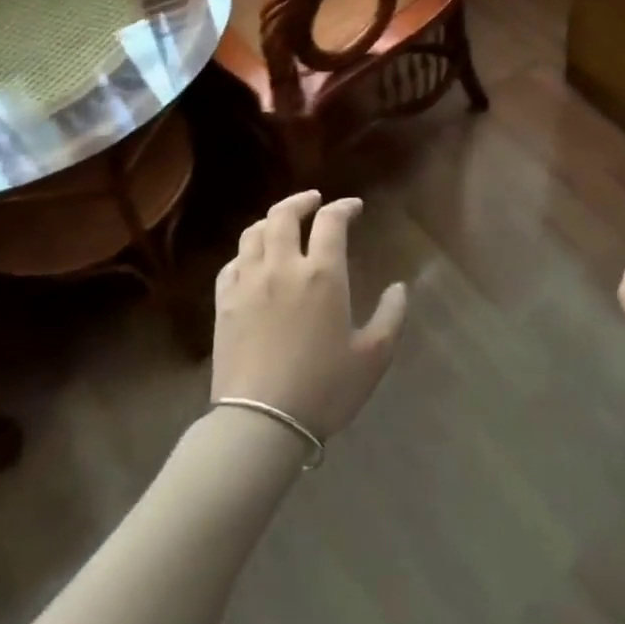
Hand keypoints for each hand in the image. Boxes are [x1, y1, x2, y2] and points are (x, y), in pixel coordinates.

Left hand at [212, 190, 408, 439]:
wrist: (262, 422)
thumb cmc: (324, 388)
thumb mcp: (373, 357)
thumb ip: (392, 316)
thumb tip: (400, 288)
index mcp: (323, 275)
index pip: (331, 221)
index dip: (344, 206)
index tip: (354, 207)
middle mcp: (283, 267)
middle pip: (284, 215)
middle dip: (302, 201)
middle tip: (315, 201)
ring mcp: (248, 283)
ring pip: (254, 233)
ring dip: (271, 221)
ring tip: (283, 224)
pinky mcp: (224, 303)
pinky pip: (232, 264)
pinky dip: (246, 253)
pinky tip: (253, 262)